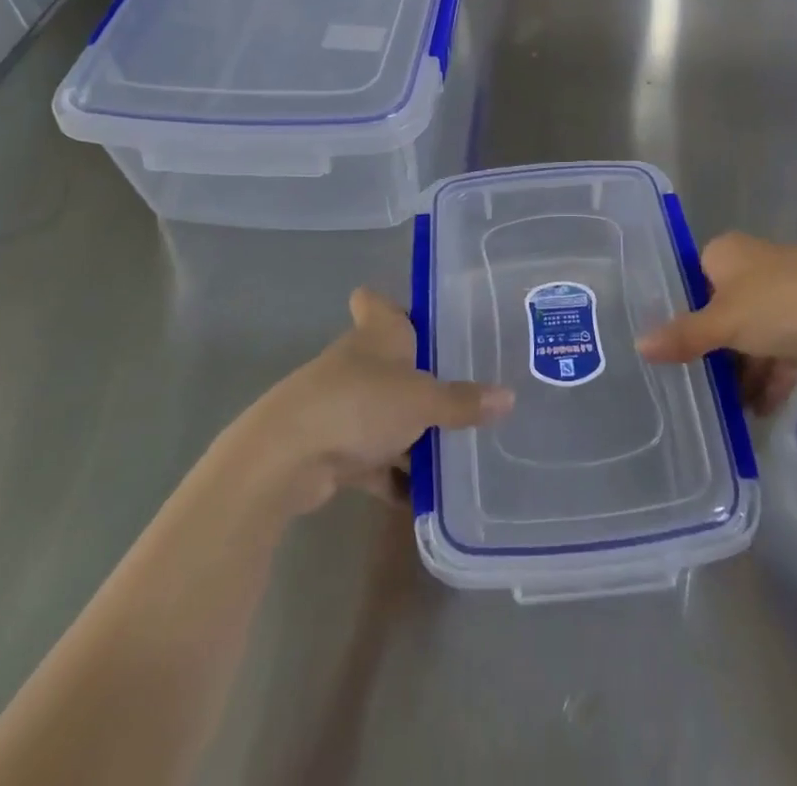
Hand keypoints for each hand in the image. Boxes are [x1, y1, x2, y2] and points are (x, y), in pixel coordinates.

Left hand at [229, 290, 513, 516]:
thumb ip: (463, 401)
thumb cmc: (360, 403)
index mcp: (377, 334)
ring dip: (409, 430)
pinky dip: (393, 474)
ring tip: (455, 446)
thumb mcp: (423, 400)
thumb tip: (509, 397)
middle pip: (390, 360)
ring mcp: (342, 405)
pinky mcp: (331, 447)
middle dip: (421, 376)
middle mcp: (358, 362)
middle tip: (464, 387)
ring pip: (383, 411)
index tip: (424, 316)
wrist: (287, 457)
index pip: (376, 302)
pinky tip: (423, 495)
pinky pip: (372, 457)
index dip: (393, 304)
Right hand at [636, 234, 796, 410]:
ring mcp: (788, 292)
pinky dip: (772, 376)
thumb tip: (638, 345)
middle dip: (713, 349)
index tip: (669, 347)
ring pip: (754, 333)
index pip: (692, 278)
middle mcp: (756, 266)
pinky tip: (761, 411)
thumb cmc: (782, 304)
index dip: (680, 312)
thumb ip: (684, 336)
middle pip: (723, 309)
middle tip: (693, 384)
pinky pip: (783, 349)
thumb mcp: (724, 322)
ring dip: (743, 370)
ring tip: (728, 410)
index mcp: (728, 253)